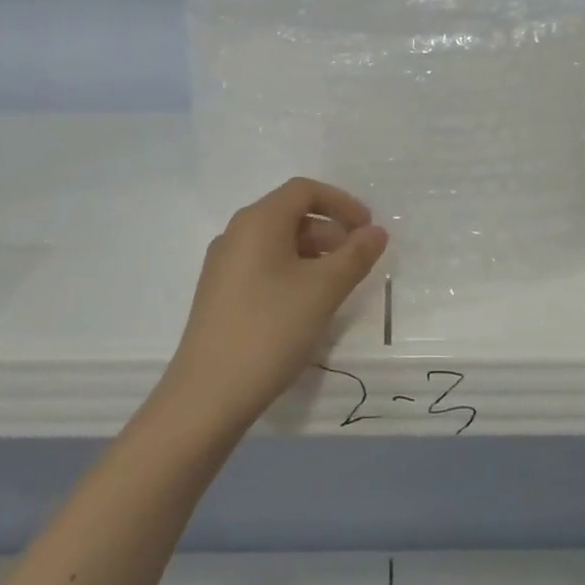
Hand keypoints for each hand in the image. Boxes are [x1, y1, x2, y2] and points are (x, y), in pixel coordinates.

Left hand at [159, 177, 388, 432]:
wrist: (208, 394)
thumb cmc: (270, 329)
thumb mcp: (323, 290)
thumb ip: (355, 256)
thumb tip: (376, 232)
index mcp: (258, 221)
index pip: (304, 190)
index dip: (342, 203)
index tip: (368, 229)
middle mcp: (236, 234)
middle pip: (290, 215)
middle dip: (331, 231)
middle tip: (359, 261)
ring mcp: (224, 265)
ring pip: (278, 243)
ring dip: (314, 254)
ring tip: (338, 287)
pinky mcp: (220, 294)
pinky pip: (264, 266)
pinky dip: (293, 272)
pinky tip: (307, 306)